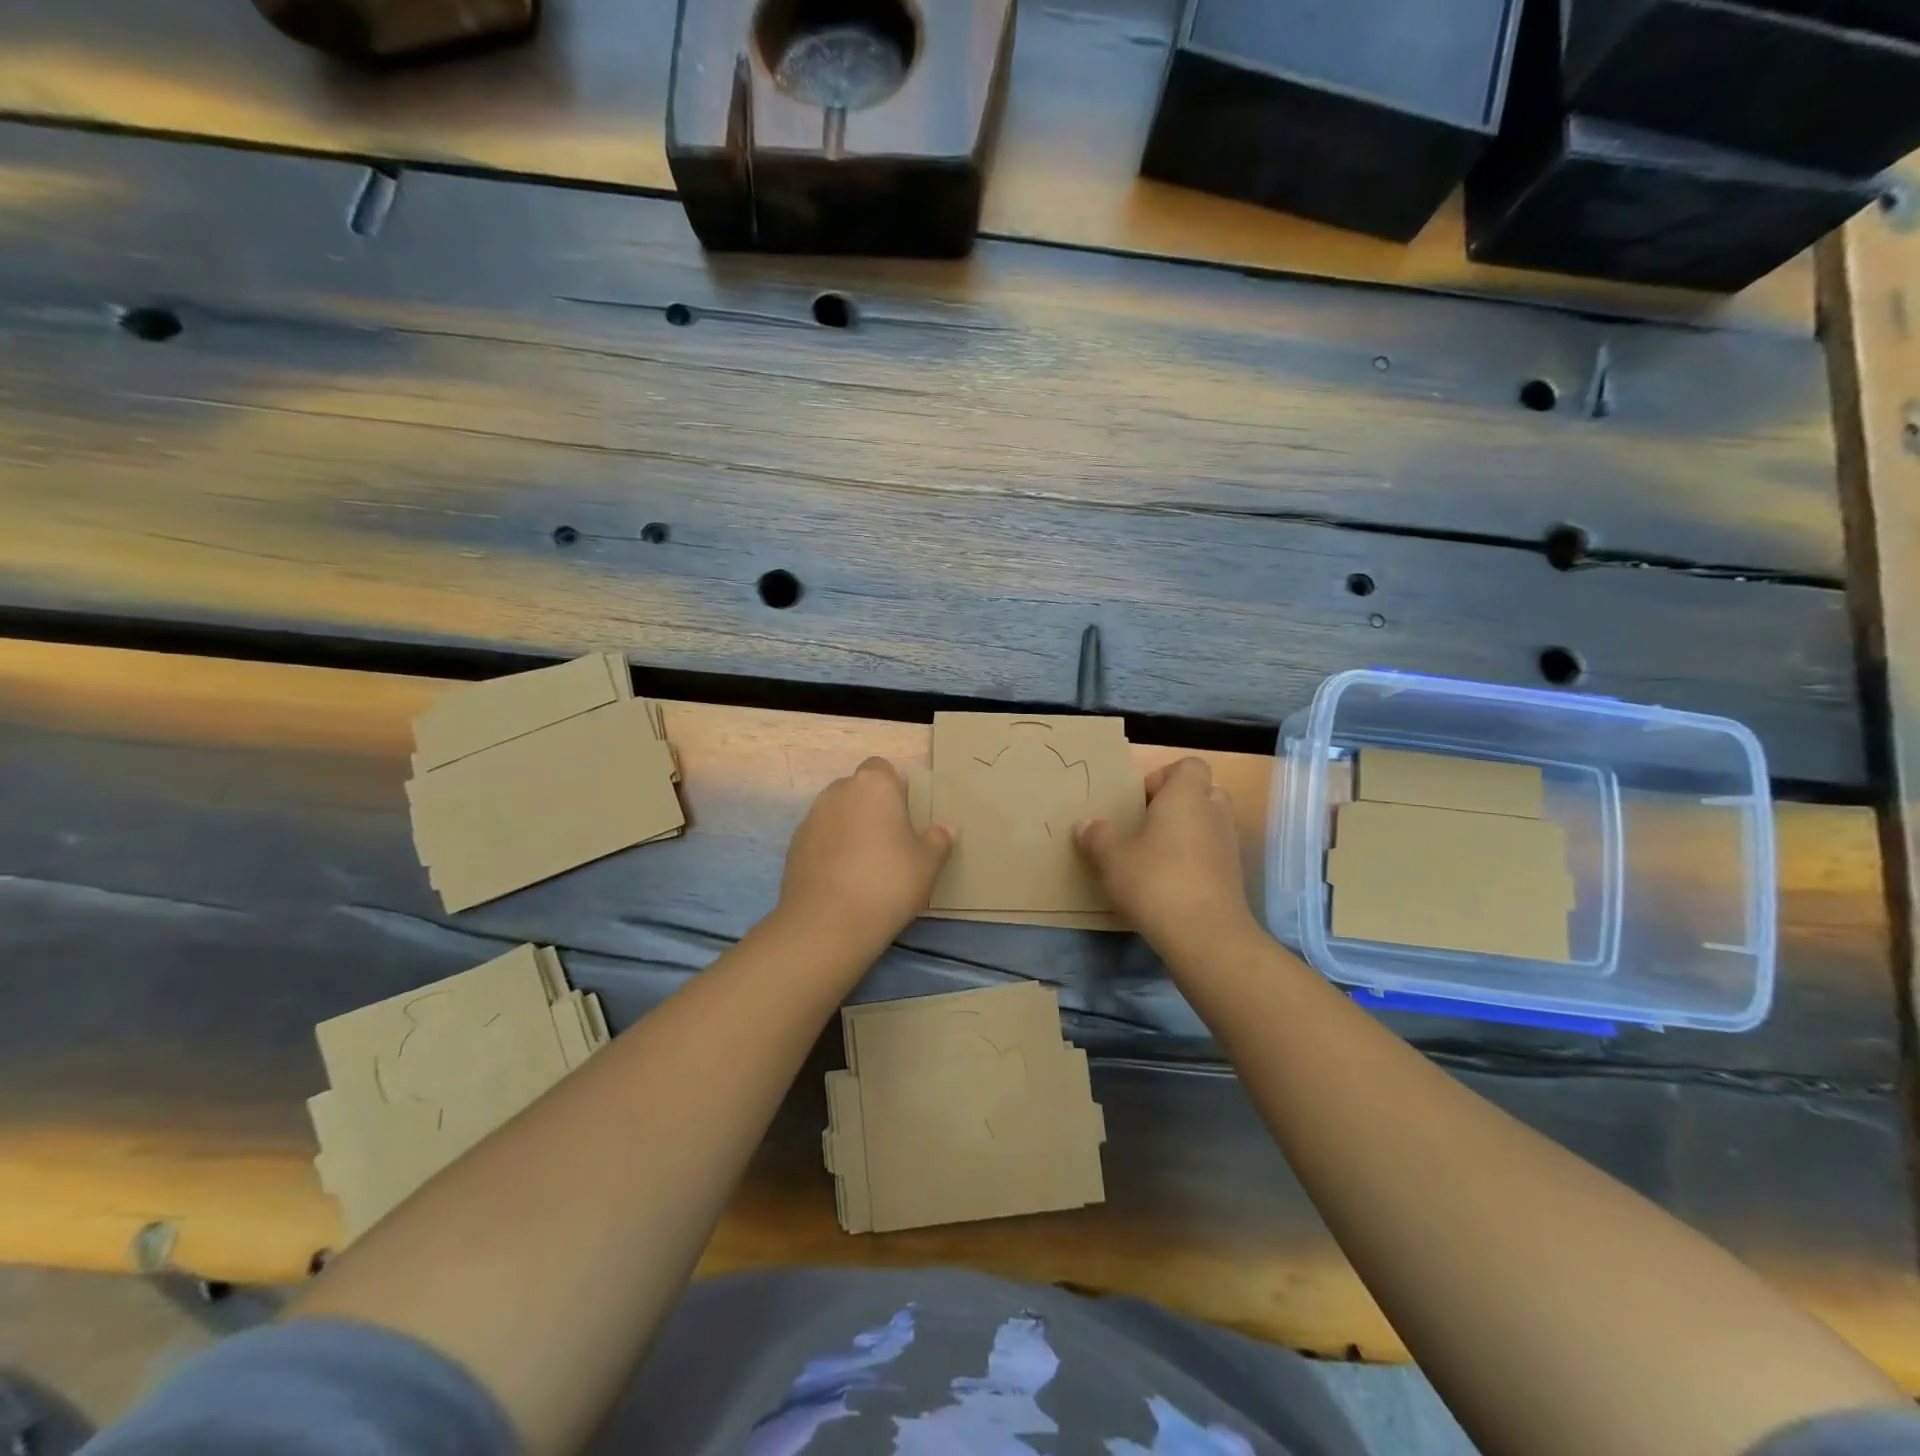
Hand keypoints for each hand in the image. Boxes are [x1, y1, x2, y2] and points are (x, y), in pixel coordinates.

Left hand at [779, 757, 954, 943]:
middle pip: (857, 790)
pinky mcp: (793, 846)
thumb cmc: (888, 881)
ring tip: (864, 865)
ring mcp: (811, 818)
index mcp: (874, 785)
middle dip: (870, 808)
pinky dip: (830, 851)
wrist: (828, 921)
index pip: (883, 769)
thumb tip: (944, 829)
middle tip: (889, 842)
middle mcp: (838, 792)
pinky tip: (842, 880)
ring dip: (849, 829)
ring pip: (836, 814)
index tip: (906, 817)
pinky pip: (819, 839)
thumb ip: (938, 841)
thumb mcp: (928, 864)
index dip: (894, 789)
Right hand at [1075, 757, 1258, 954]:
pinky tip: (1169, 883)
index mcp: (1186, 796)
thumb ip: (1098, 836)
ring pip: (1210, 825)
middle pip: (1204, 793)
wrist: (1205, 935)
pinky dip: (1196, 861)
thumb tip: (1087, 824)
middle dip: (1179, 804)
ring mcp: (1229, 846)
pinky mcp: (1234, 877)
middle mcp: (1214, 813)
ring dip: (1188, 834)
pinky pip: (1214, 855)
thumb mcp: (1112, 858)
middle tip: (1148, 825)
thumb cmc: (1156, 881)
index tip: (1140, 800)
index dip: (1165, 777)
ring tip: (1156, 856)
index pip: (1190, 765)